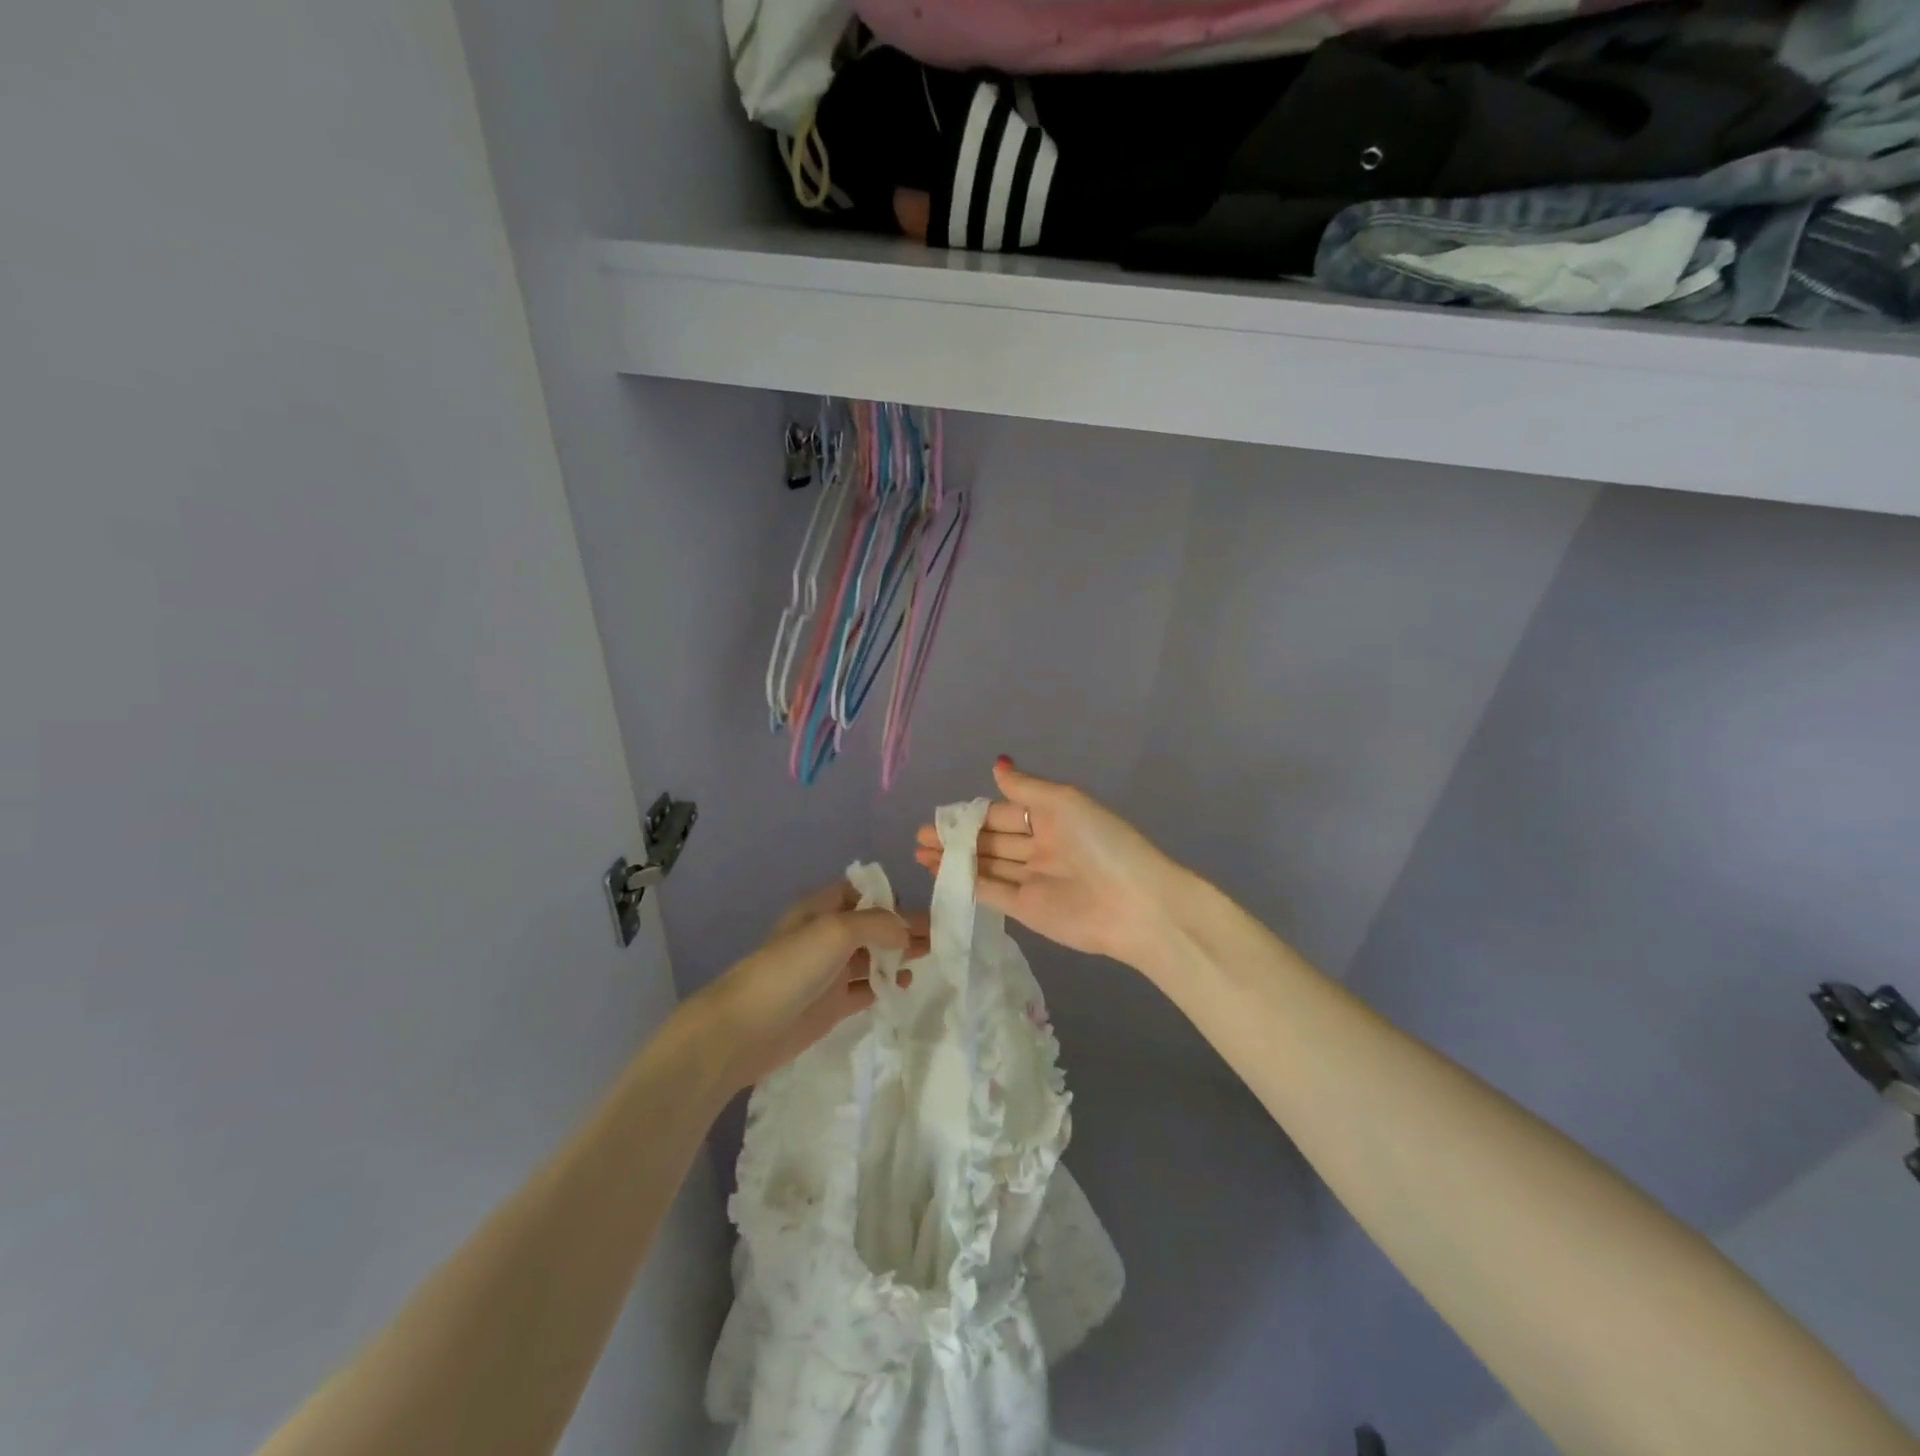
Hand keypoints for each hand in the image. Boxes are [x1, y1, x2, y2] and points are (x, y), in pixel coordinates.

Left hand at [694, 882, 928, 1091]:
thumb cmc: (791, 967)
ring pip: (871, 956)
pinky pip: (865, 988)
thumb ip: (878, 924)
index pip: (860, 892)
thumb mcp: (837, 930)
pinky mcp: (831, 1003)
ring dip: (898, 955)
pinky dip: (886, 984)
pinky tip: (905, 984)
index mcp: (820, 908)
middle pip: (871, 925)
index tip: (918, 908)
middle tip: (939, 936)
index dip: (887, 897)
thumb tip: (907, 930)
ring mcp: (828, 971)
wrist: (747, 1027)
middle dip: (901, 927)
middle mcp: (825, 935)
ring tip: (930, 958)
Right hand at [914, 757, 1187, 967]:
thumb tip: (996, 764)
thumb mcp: (1063, 802)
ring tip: (919, 852)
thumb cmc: (1101, 842)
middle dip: (956, 837)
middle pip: (990, 840)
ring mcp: (1032, 879)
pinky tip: (938, 873)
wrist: (1134, 904)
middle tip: (919, 835)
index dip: (973, 813)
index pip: (1003, 812)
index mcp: (1052, 817)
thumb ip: (1025, 787)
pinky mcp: (1026, 909)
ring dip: (954, 858)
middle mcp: (1040, 846)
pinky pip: (990, 891)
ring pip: (986, 865)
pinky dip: (964, 882)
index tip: (940, 814)